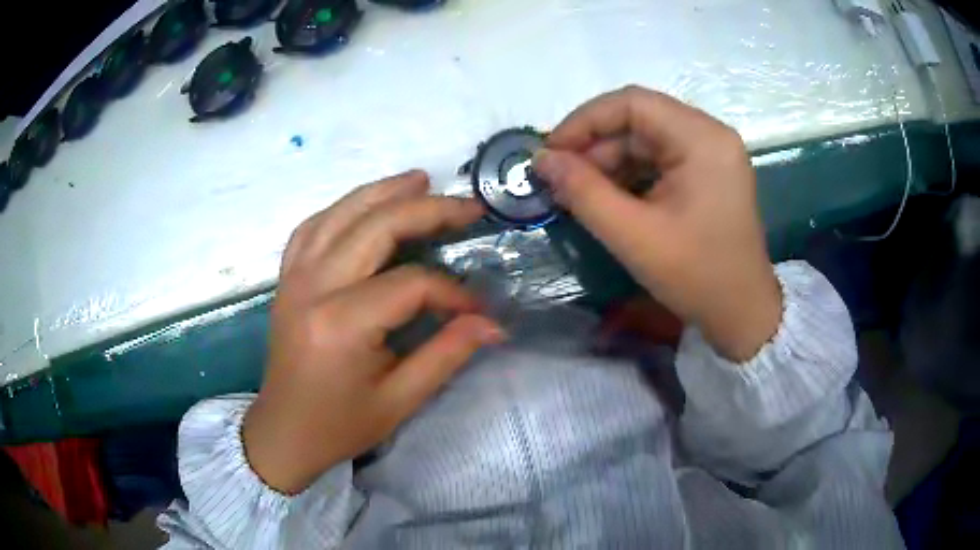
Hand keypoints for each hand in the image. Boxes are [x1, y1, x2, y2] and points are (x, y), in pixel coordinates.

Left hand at [243, 171, 503, 494]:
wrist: (284, 432)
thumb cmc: (341, 425)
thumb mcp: (401, 400)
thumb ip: (448, 354)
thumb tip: (493, 323)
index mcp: (342, 323)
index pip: (411, 284)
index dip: (453, 291)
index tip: (478, 309)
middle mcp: (313, 287)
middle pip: (375, 227)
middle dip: (427, 210)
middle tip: (467, 205)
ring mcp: (294, 277)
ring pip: (340, 214)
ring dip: (382, 192)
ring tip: (419, 180)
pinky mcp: (286, 279)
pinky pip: (311, 227)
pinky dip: (341, 208)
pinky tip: (363, 204)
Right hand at [534, 86, 780, 360]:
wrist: (741, 313)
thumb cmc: (696, 276)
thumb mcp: (633, 236)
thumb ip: (583, 191)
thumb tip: (541, 160)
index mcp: (702, 139)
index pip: (632, 103)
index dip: (584, 121)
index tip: (550, 153)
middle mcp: (710, 134)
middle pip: (639, 119)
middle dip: (595, 146)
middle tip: (560, 180)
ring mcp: (711, 152)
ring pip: (646, 139)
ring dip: (609, 162)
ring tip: (579, 193)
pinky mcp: (708, 171)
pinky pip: (659, 158)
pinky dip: (629, 174)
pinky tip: (608, 198)